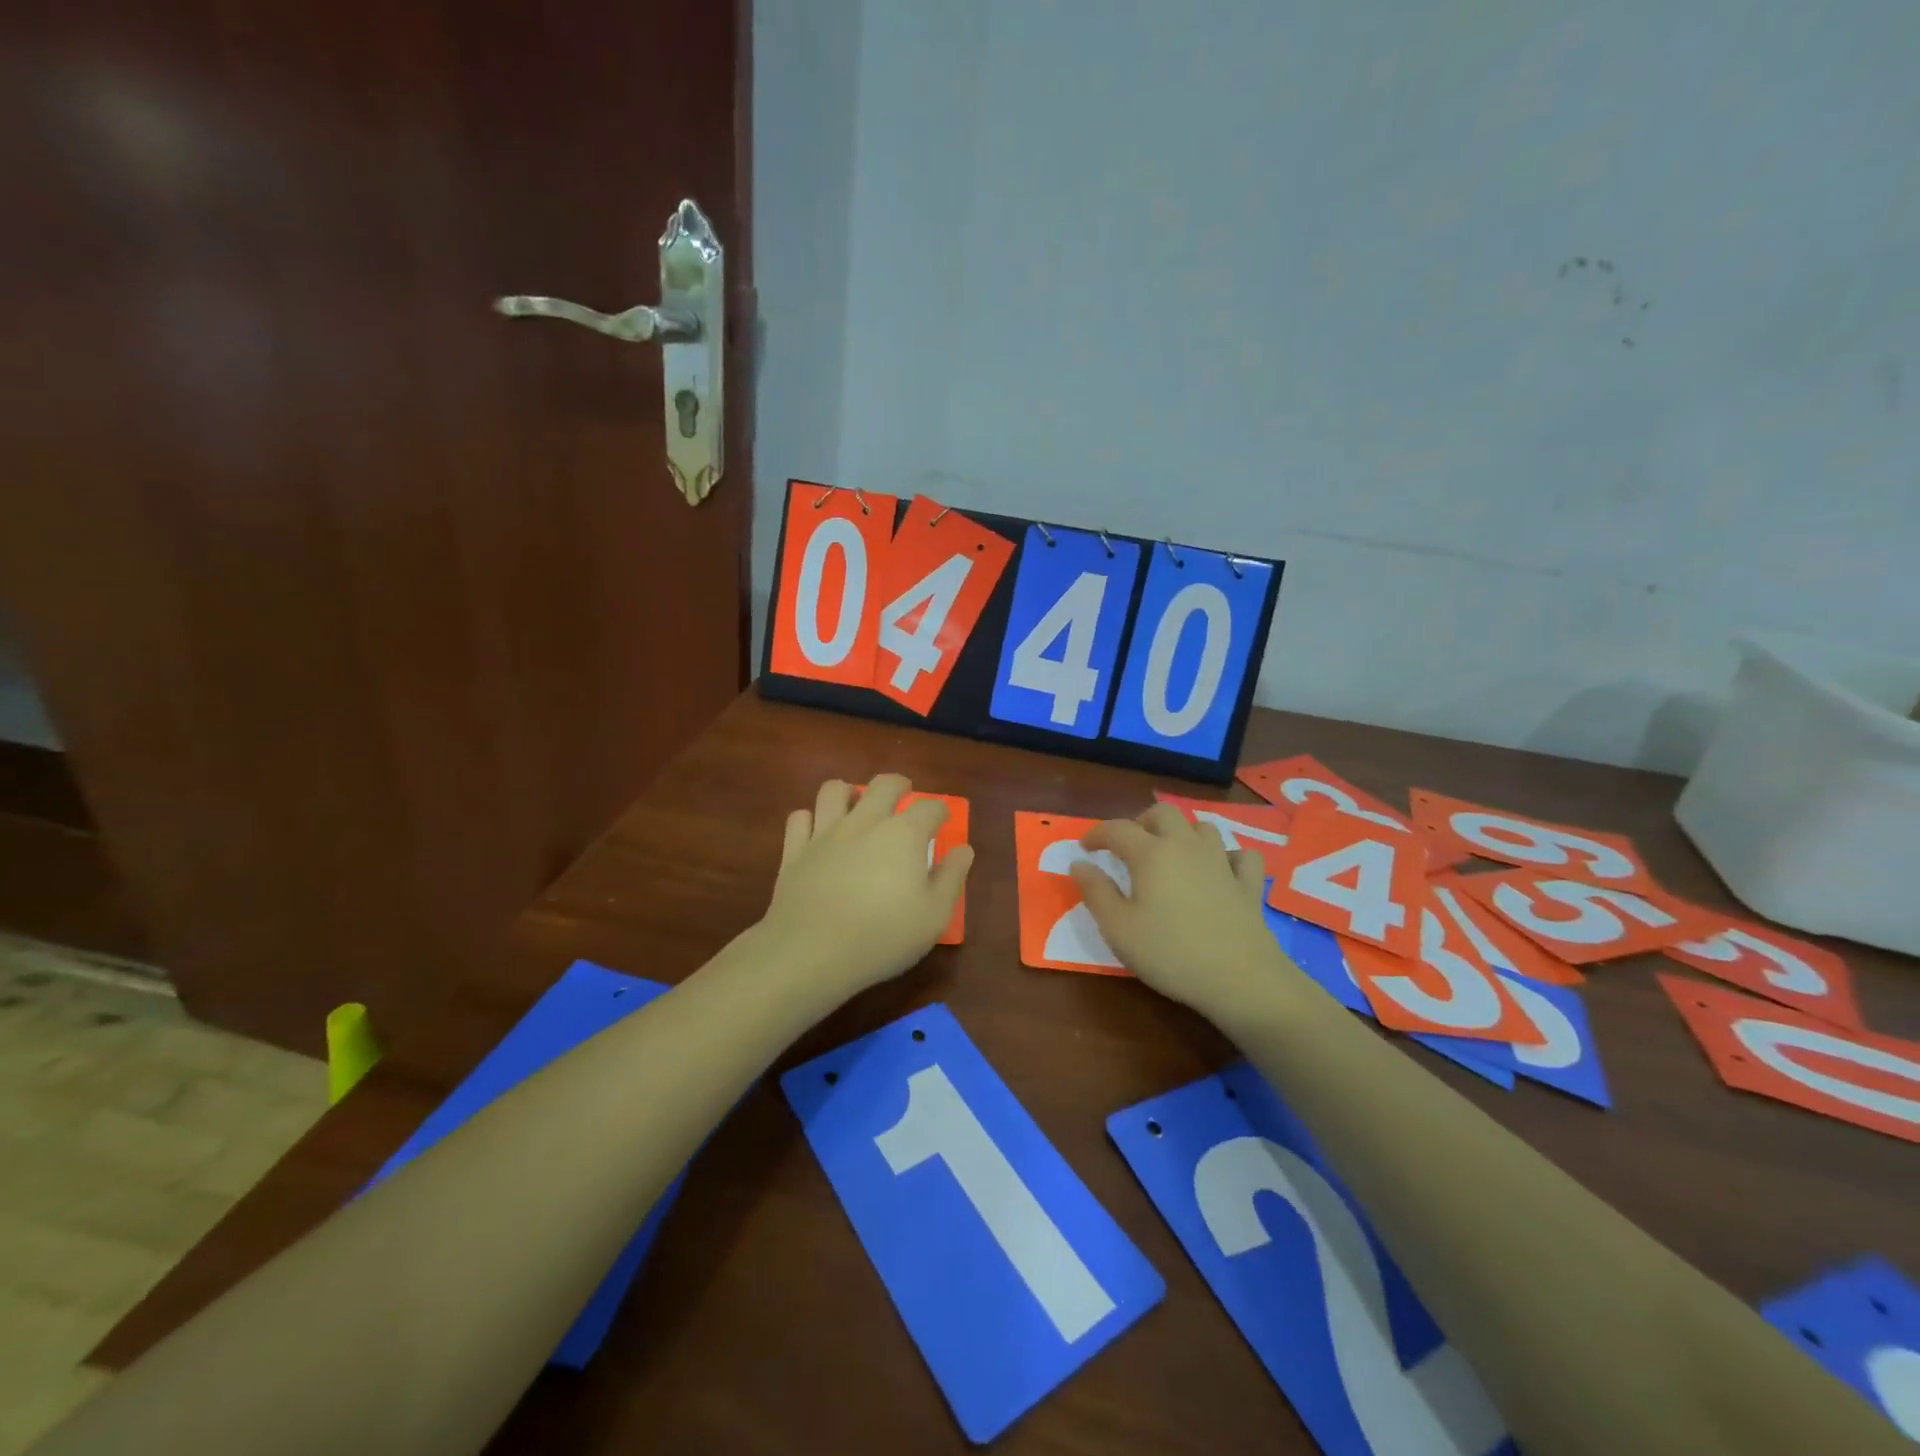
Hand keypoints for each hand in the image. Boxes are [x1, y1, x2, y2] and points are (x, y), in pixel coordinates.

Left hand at [758, 774, 973, 997]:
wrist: (812, 950)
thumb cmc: (883, 935)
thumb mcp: (934, 916)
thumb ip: (951, 877)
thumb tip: (963, 849)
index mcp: (904, 835)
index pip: (929, 808)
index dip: (939, 811)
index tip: (942, 820)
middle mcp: (865, 822)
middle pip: (883, 785)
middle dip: (898, 785)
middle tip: (904, 794)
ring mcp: (825, 833)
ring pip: (834, 791)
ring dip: (848, 792)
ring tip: (855, 804)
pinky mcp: (794, 850)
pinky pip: (799, 818)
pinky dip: (809, 819)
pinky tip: (816, 831)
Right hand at [1070, 804, 1286, 1017]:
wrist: (1240, 979)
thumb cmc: (1170, 953)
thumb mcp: (1118, 928)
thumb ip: (1095, 892)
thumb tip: (1079, 863)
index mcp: (1151, 854)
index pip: (1117, 829)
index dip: (1097, 834)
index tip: (1085, 848)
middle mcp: (1187, 847)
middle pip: (1163, 814)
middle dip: (1141, 822)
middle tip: (1128, 847)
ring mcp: (1222, 863)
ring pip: (1203, 828)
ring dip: (1183, 834)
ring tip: (1171, 855)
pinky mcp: (1248, 885)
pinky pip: (1241, 856)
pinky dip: (1228, 857)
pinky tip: (1221, 871)